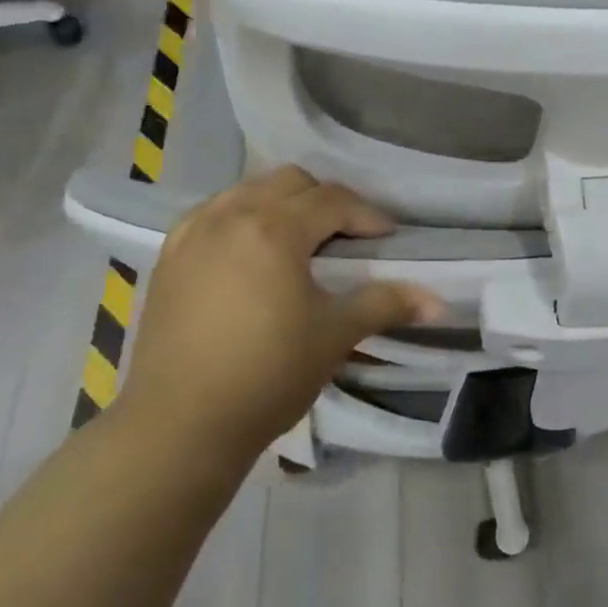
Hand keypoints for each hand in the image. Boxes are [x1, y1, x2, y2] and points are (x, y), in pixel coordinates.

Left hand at [119, 167, 441, 455]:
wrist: (180, 425)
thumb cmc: (268, 375)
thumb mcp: (335, 336)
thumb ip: (386, 304)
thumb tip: (438, 301)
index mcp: (274, 228)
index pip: (333, 200)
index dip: (368, 216)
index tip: (387, 241)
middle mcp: (230, 215)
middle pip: (290, 181)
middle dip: (326, 201)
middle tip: (346, 238)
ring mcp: (192, 233)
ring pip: (248, 190)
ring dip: (283, 204)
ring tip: (299, 243)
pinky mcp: (168, 256)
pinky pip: (213, 213)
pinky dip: (241, 218)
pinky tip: (250, 255)